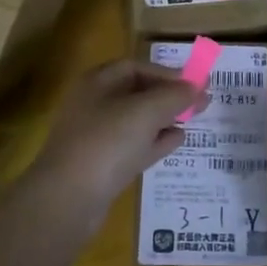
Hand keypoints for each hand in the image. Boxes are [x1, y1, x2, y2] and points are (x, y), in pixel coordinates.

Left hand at [33, 59, 203, 203]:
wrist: (67, 199)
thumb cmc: (107, 142)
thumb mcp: (146, 111)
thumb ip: (175, 96)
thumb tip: (197, 88)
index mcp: (97, 83)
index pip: (135, 67)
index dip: (165, 73)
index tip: (193, 84)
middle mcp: (94, 105)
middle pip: (136, 93)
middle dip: (168, 96)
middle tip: (198, 103)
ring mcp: (97, 137)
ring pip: (136, 121)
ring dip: (164, 119)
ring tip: (192, 120)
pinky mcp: (102, 166)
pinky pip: (134, 146)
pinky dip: (156, 141)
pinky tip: (178, 141)